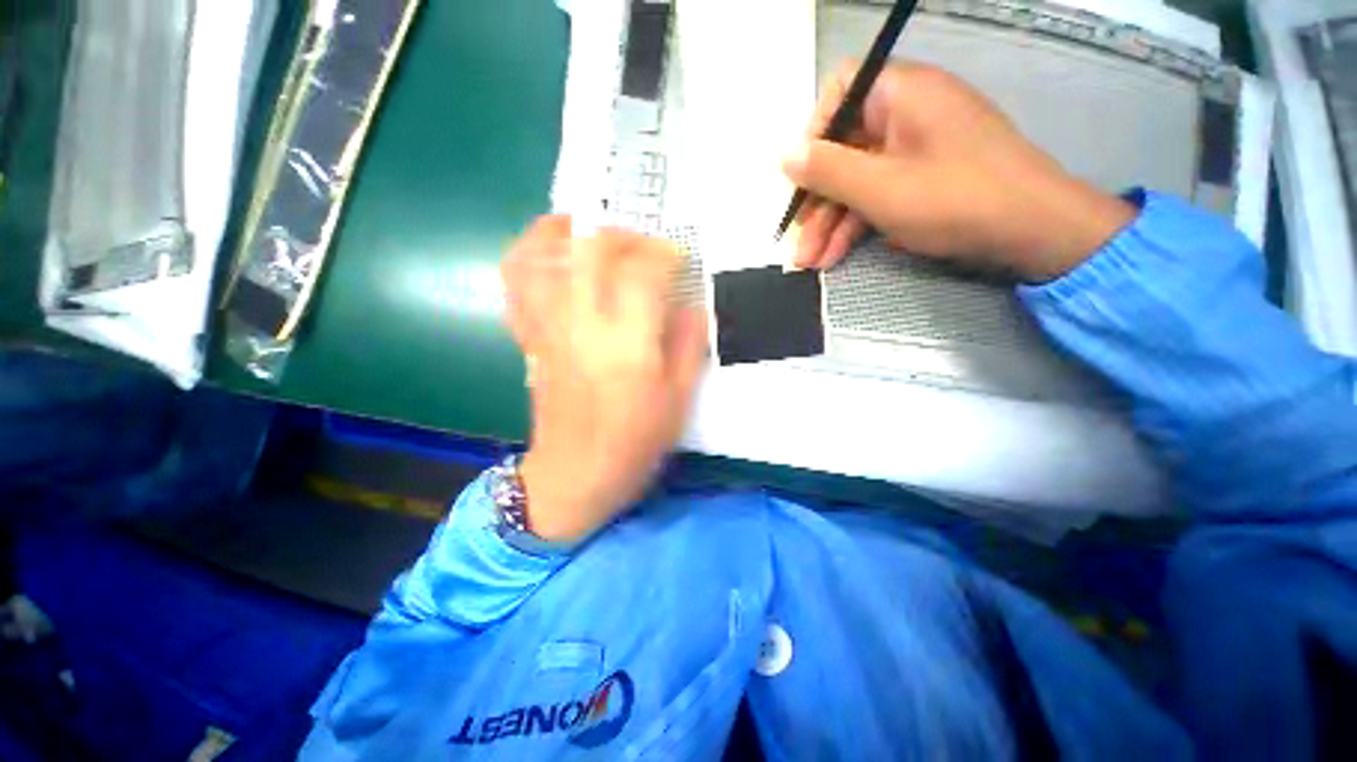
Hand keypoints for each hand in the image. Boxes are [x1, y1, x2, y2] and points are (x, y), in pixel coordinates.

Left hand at [500, 217, 707, 543]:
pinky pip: (516, 285)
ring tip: (591, 229)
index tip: (677, 257)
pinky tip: (552, 253)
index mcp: (627, 344)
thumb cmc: (634, 441)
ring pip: (542, 255)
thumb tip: (691, 305)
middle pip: (591, 250)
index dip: (663, 253)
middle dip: (622, 234)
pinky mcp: (531, 338)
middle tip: (643, 244)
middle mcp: (582, 325)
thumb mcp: (679, 398)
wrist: (575, 474)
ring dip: (566, 230)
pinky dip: (529, 255)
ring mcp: (549, 327)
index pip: (642, 272)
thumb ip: (689, 344)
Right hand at [782, 62, 1135, 281]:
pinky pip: (880, 195)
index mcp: (900, 94)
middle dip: (817, 204)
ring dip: (831, 224)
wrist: (1034, 230)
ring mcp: (917, 149)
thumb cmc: (954, 199)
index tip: (799, 178)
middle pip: (844, 150)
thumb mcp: (879, 187)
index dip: (813, 135)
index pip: (839, 94)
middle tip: (800, 244)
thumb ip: (827, 170)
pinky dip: (857, 225)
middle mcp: (906, 114)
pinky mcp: (925, 180)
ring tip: (811, 263)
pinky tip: (836, 256)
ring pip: (859, 181)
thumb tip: (784, 155)